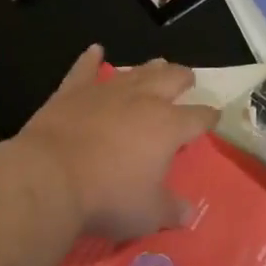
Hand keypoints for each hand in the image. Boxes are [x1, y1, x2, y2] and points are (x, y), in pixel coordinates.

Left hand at [16, 46, 218, 240]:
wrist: (50, 177)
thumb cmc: (108, 197)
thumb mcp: (147, 214)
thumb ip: (171, 210)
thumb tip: (190, 214)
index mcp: (169, 127)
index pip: (199, 117)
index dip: (209, 117)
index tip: (214, 116)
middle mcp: (144, 100)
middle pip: (171, 79)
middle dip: (183, 78)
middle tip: (187, 79)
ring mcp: (108, 91)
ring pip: (136, 71)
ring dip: (149, 68)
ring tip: (159, 64)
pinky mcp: (74, 91)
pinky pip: (86, 69)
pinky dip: (91, 59)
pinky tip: (95, 50)